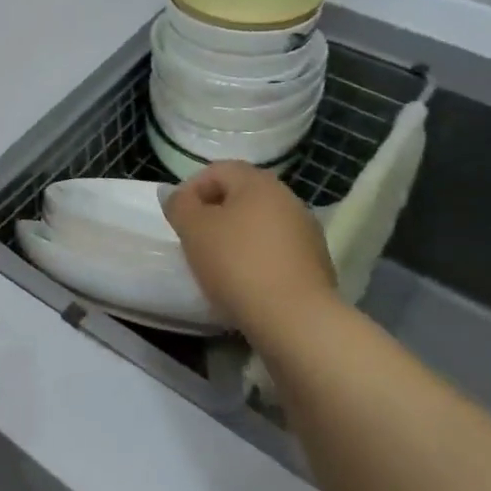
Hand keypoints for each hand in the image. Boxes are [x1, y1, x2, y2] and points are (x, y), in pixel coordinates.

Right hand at [164, 161, 339, 333]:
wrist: (296, 320)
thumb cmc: (237, 264)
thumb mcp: (193, 230)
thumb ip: (179, 205)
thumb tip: (174, 192)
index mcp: (258, 182)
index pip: (217, 170)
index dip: (191, 190)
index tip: (178, 220)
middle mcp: (287, 199)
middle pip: (240, 196)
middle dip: (214, 214)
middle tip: (194, 241)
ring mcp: (306, 232)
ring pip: (259, 224)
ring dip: (236, 238)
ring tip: (217, 266)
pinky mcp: (316, 264)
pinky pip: (275, 250)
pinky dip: (256, 259)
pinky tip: (245, 284)